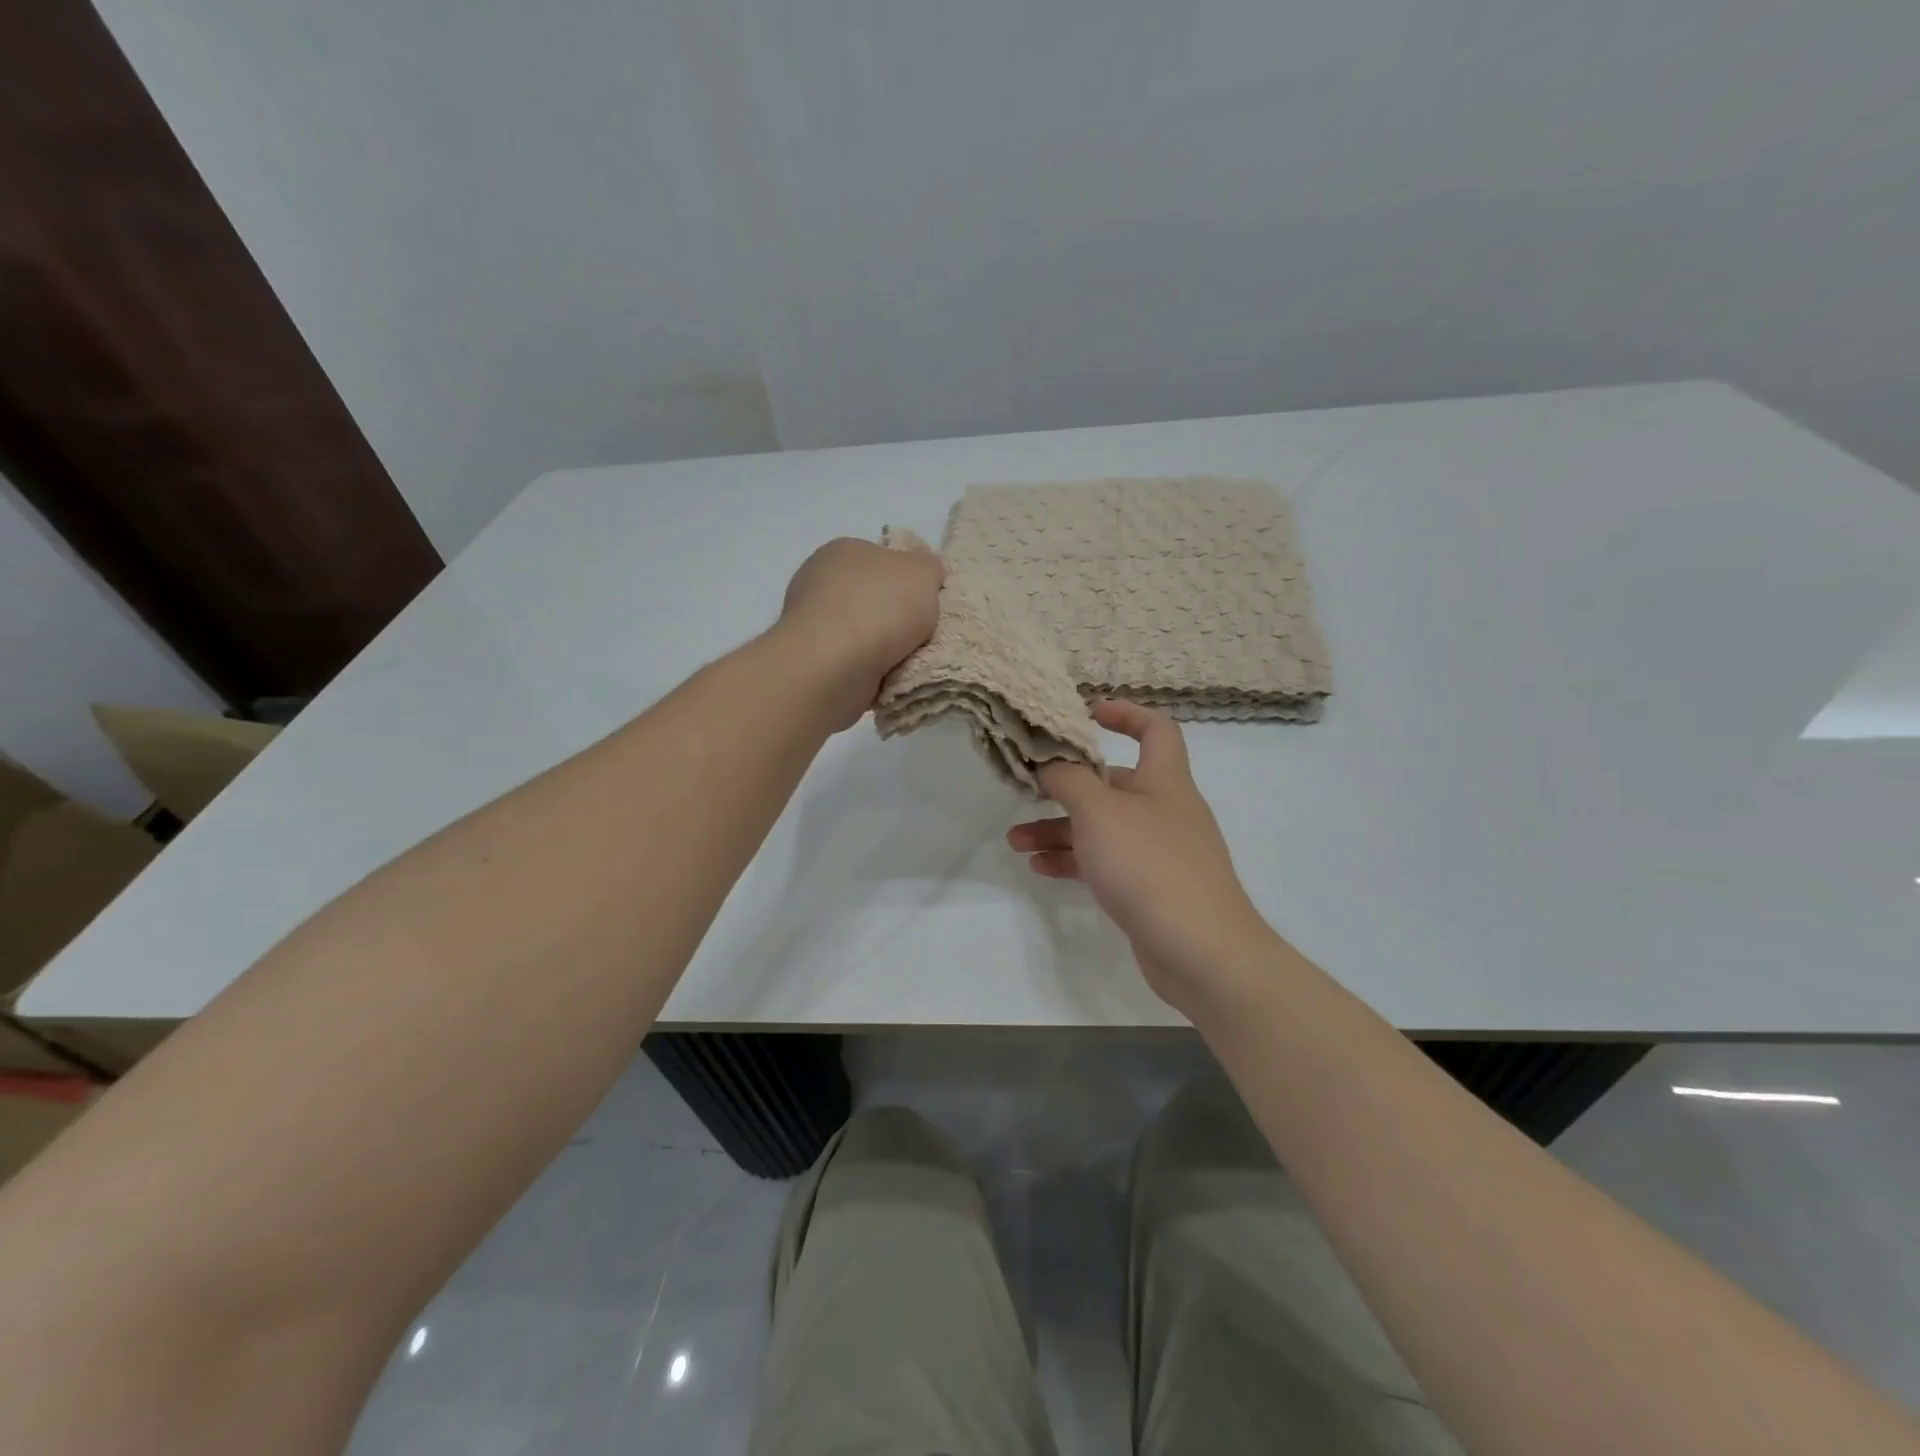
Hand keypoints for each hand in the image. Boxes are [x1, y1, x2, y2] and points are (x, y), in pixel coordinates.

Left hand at [777, 537, 945, 729]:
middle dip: (895, 616)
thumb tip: (926, 571)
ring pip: (860, 631)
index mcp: (843, 549)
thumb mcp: (922, 573)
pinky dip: (867, 669)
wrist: (833, 667)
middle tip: (921, 634)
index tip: (927, 602)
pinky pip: (850, 660)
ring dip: (881, 646)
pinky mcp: (809, 658)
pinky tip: (882, 677)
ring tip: (905, 661)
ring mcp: (810, 621)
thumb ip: (929, 566)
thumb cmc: (879, 608)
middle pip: (871, 596)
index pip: (882, 558)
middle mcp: (819, 580)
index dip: (908, 579)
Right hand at [1007, 700, 1276, 1013]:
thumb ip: (1069, 779)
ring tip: (1015, 841)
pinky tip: (1040, 867)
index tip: (1089, 712)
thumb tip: (1050, 762)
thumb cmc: (1150, 865)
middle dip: (1068, 786)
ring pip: (1103, 828)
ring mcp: (1160, 853)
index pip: (1156, 729)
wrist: (1201, 951)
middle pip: (1114, 784)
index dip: (1126, 713)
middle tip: (1028, 791)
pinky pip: (1107, 863)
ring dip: (1060, 829)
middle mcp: (1165, 811)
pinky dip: (1075, 860)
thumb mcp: (1099, 812)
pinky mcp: (1151, 889)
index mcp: (1165, 780)